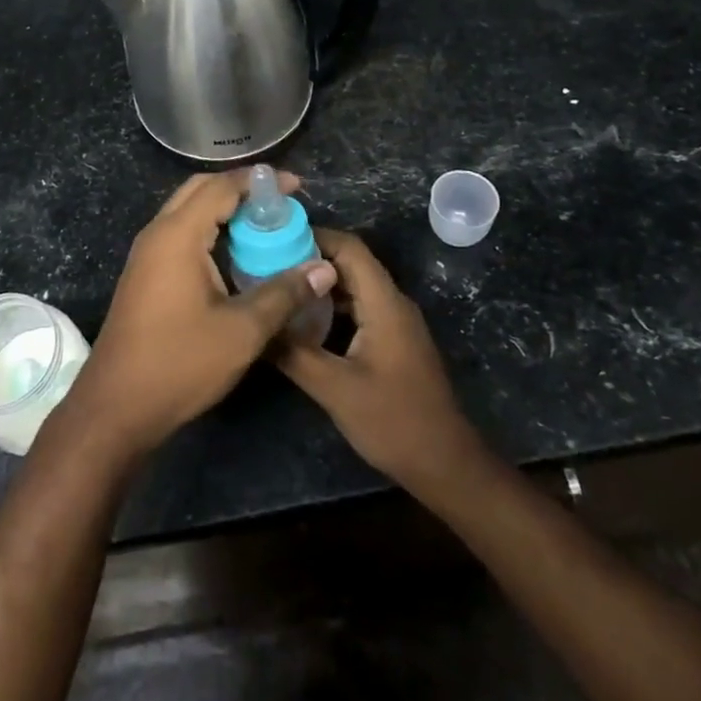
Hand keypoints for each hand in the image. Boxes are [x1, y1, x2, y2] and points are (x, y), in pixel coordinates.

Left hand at [59, 170, 336, 462]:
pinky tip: (235, 256)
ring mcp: (146, 255)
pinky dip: (209, 231)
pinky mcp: (145, 275)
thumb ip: (284, 294)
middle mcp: (157, 234)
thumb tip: (324, 268)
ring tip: (264, 227)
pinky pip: (180, 234)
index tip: (295, 187)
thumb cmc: (180, 364)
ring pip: (188, 212)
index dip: (259, 182)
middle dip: (240, 190)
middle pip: (200, 190)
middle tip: (279, 206)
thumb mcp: (241, 331)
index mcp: (177, 235)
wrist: (116, 407)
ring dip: (224, 211)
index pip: (221, 187)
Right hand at [274, 229, 481, 490]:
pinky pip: (360, 308)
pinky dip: (331, 307)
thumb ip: (293, 353)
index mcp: (384, 303)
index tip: (273, 239)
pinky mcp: (393, 341)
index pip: (349, 248)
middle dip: (309, 259)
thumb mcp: (334, 388)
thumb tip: (254, 325)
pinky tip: (303, 323)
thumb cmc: (393, 421)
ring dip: (319, 285)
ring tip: (279, 289)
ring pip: (354, 287)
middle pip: (350, 264)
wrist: (445, 464)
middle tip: (266, 264)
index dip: (313, 236)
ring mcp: (395, 323)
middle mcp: (393, 303)